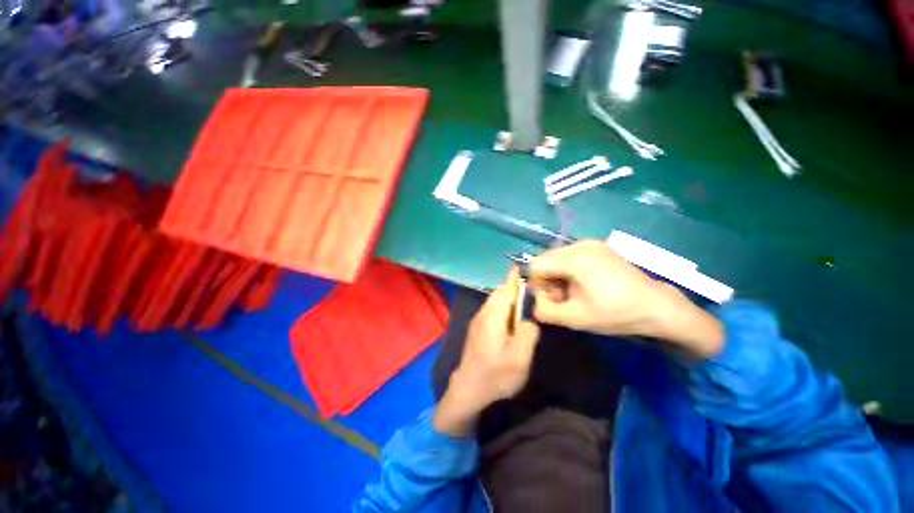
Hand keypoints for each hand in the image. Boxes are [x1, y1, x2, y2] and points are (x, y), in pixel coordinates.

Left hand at [434, 270, 540, 436]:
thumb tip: (530, 318)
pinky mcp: (476, 328)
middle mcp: (483, 314)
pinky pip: (491, 310)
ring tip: (525, 305)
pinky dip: (503, 307)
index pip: (505, 290)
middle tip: (532, 293)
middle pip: (499, 293)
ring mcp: (477, 321)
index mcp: (493, 317)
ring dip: (508, 298)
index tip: (524, 268)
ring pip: (494, 301)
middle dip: (514, 288)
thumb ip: (528, 333)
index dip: (515, 278)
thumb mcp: (519, 359)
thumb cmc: (495, 376)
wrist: (468, 391)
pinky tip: (511, 320)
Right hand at [529, 241, 723, 357]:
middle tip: (563, 300)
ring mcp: (591, 243)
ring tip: (574, 294)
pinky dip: (569, 271)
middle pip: (546, 260)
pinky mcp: (599, 247)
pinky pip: (570, 257)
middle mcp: (580, 244)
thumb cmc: (616, 313)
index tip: (552, 300)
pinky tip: (583, 285)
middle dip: (548, 281)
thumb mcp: (575, 318)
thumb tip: (534, 304)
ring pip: (557, 258)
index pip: (536, 265)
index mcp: (575, 259)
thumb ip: (545, 311)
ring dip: (558, 277)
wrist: (657, 307)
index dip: (537, 285)